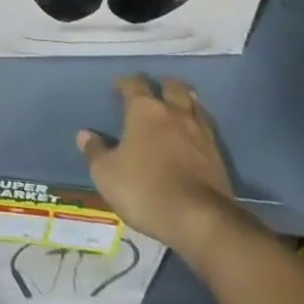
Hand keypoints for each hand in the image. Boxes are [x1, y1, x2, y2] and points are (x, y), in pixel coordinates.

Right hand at [78, 75, 245, 268]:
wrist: (201, 221)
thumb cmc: (145, 190)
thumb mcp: (107, 175)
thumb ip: (95, 152)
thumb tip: (85, 135)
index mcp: (144, 110)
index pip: (134, 83)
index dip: (124, 82)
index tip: (118, 86)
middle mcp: (173, 113)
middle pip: (171, 86)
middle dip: (162, 85)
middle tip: (155, 90)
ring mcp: (200, 133)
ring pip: (194, 104)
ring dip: (185, 101)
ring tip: (179, 105)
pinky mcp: (219, 156)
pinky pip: (207, 129)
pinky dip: (199, 125)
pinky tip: (195, 134)